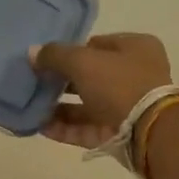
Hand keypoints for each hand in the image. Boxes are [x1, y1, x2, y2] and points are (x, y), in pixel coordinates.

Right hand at [30, 33, 173, 149]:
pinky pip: (86, 128)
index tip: (46, 59)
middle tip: (34, 83)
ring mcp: (127, 107)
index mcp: (136, 48)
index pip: (97, 45)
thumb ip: (55, 55)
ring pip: (87, 105)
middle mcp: (135, 76)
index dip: (71, 51)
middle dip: (61, 81)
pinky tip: (39, 126)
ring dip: (59, 107)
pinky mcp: (118, 134)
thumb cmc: (119, 84)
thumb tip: (32, 52)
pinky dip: (64, 128)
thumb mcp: (83, 62)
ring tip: (30, 106)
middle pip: (91, 76)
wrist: (148, 132)